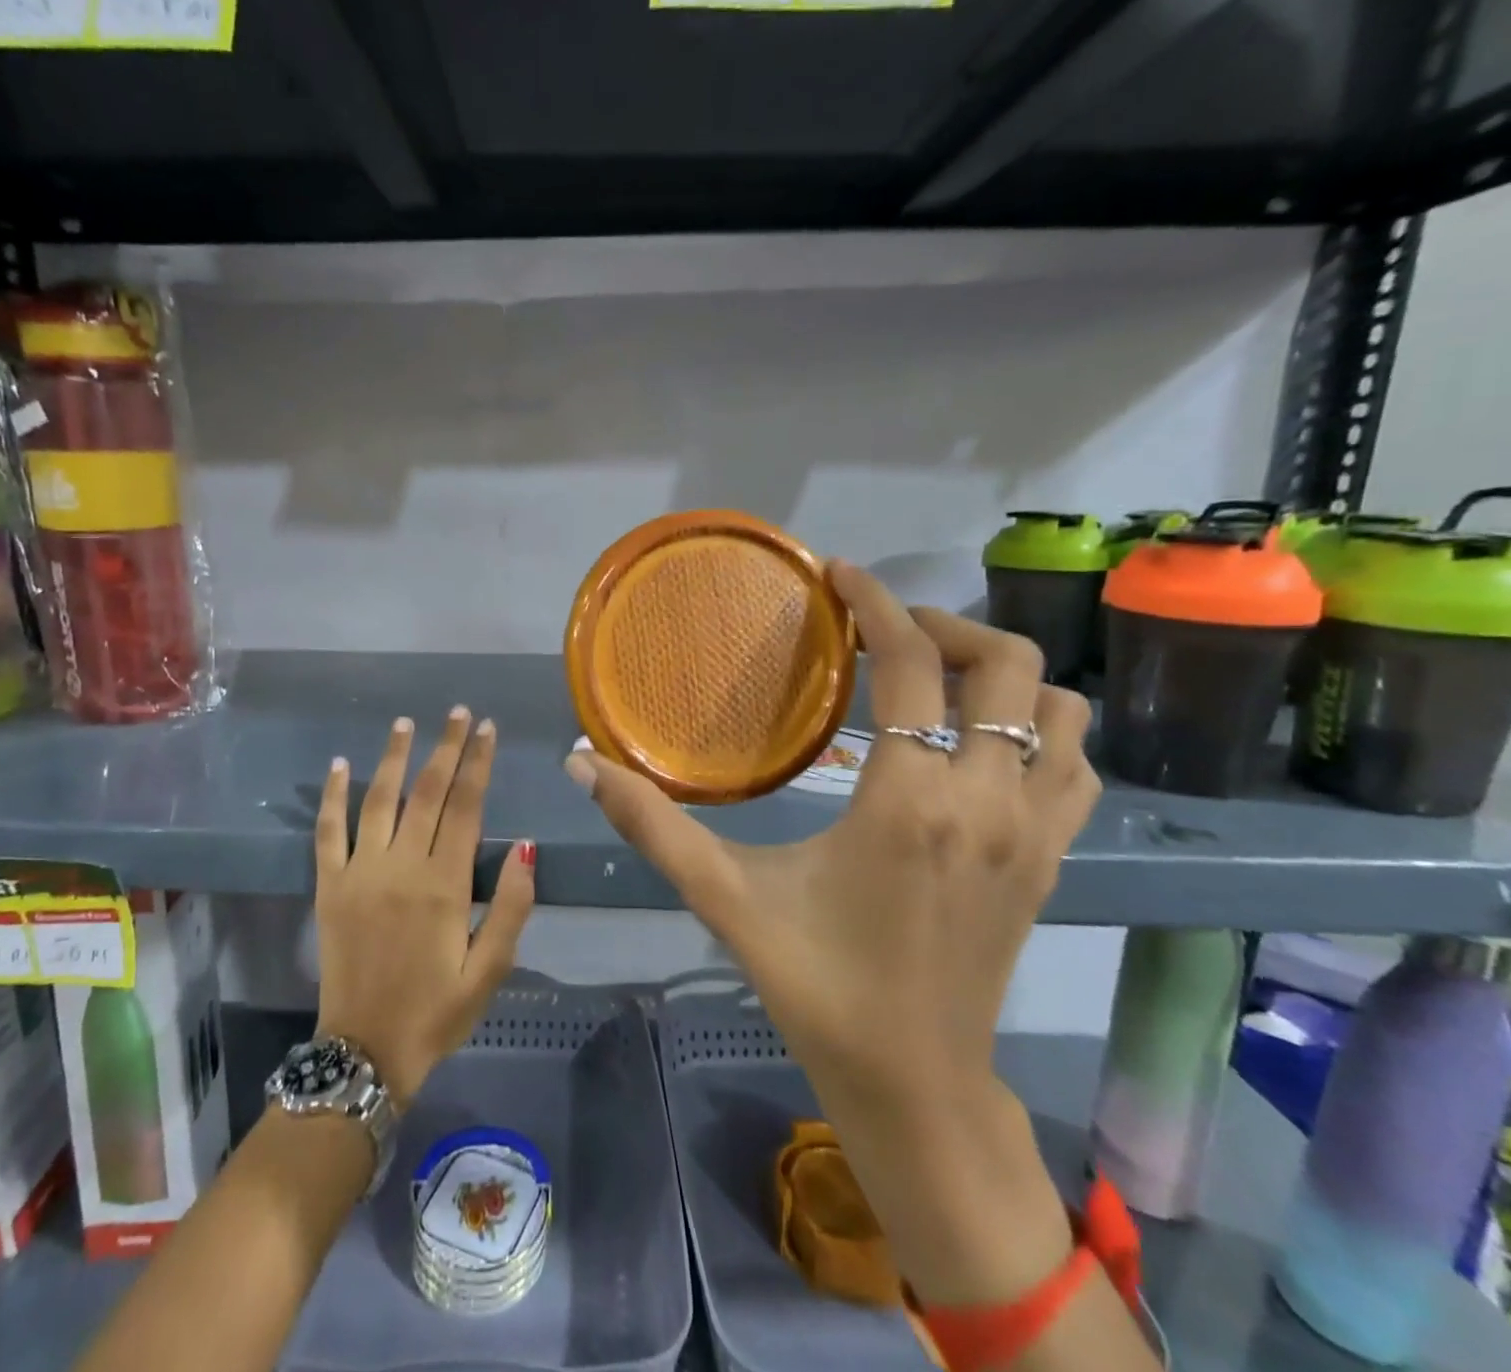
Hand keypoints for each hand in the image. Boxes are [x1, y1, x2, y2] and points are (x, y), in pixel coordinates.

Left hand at [314, 707, 536, 1106]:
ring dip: (393, 757)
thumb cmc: (436, 1012)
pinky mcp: (330, 886)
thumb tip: (527, 845)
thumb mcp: (489, 970)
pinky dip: (333, 796)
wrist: (365, 1052)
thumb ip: (510, 906)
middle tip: (458, 712)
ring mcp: (359, 872)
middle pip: (427, 792)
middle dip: (446, 747)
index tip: (487, 729)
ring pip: (379, 800)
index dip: (478, 763)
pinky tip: (339, 765)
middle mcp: (401, 866)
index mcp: (444, 884)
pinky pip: (328, 832)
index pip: (467, 806)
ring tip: (406, 723)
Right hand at [566, 562, 1097, 1117]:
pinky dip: (1042, 728)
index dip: (877, 603)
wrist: (912, 1083)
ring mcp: (1034, 832)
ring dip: (1001, 674)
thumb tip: (581, 763)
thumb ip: (650, 823)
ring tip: (938, 678)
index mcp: (907, 801)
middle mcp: (986, 802)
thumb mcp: (723, 896)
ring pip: (1060, 707)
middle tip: (884, 632)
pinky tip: (985, 742)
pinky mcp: (1053, 860)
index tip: (840, 575)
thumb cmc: (814, 984)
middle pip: (1006, 664)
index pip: (913, 663)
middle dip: (944, 625)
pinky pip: (1077, 764)